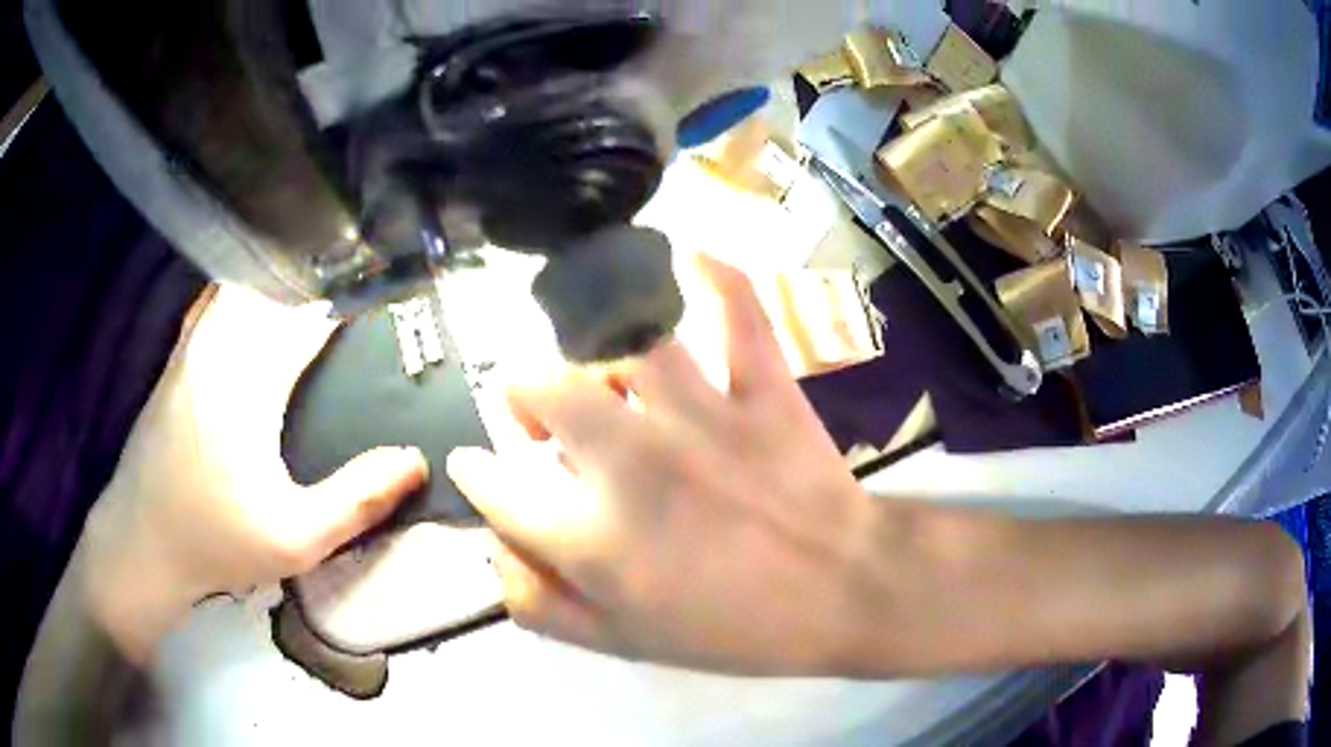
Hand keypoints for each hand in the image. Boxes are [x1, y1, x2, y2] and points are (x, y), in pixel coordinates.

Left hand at [82, 285, 427, 661]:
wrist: (140, 543)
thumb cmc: (216, 542)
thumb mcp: (296, 539)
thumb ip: (358, 499)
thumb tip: (416, 460)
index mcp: (249, 380)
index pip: (310, 319)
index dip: (350, 307)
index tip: (383, 304)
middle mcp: (218, 347)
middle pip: (277, 291)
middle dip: (319, 289)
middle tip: (355, 298)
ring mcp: (192, 347)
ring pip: (243, 290)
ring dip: (281, 288)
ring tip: (315, 296)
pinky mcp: (176, 359)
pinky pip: (216, 304)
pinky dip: (244, 295)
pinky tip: (256, 309)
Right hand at [447, 255, 880, 675]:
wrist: (844, 593)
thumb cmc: (733, 629)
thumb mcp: (623, 644)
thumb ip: (542, 606)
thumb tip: (494, 553)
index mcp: (593, 536)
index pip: (496, 485)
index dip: (474, 474)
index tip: (474, 468)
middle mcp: (631, 461)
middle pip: (543, 389)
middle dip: (520, 394)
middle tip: (537, 415)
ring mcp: (701, 414)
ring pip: (622, 344)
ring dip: (594, 346)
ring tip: (597, 365)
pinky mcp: (762, 388)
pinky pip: (738, 313)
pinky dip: (717, 278)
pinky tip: (693, 256)